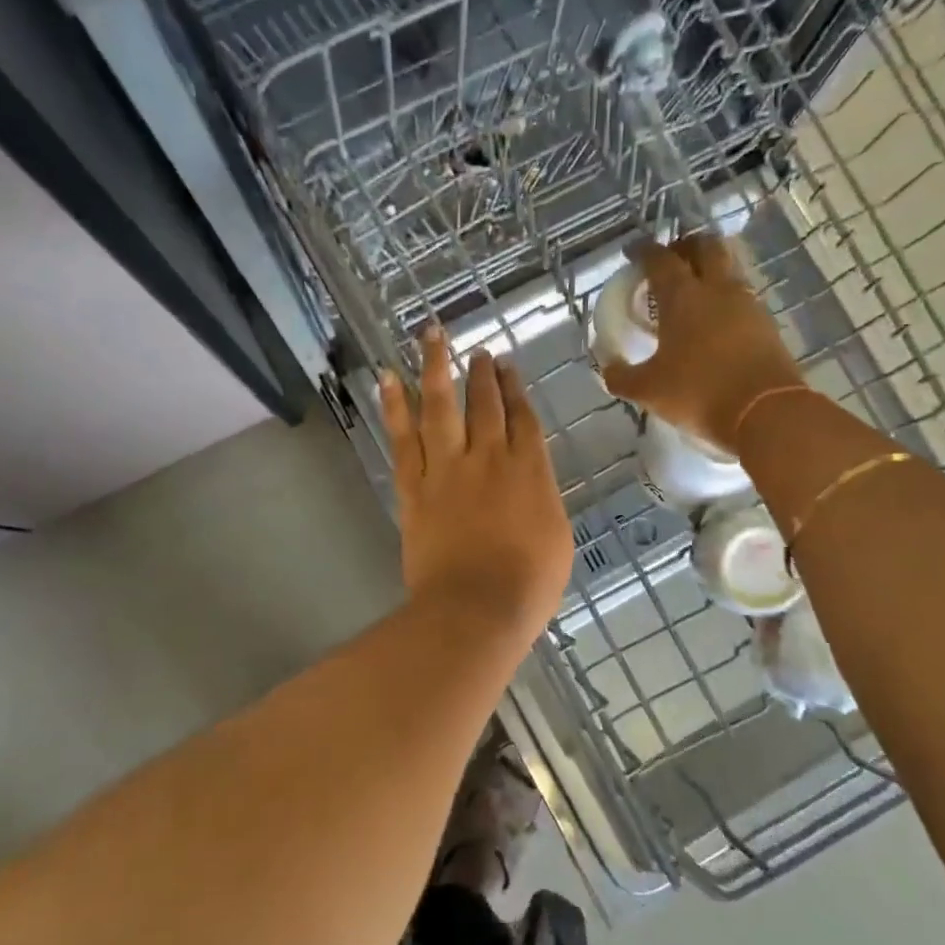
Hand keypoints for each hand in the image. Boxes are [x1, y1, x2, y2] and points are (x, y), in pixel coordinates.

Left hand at [380, 329, 573, 638]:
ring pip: (439, 406)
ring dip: (435, 367)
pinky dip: (394, 406)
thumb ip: (542, 499)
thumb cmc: (528, 584)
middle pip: (484, 403)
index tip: (507, 367)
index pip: (522, 418)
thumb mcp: (556, 537)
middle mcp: (488, 457)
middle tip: (478, 351)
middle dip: (481, 373)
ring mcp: (447, 469)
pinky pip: (402, 438)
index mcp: (529, 470)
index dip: (515, 389)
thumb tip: (530, 484)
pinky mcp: (414, 487)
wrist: (476, 608)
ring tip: (431, 336)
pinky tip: (387, 379)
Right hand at [601, 232, 805, 454]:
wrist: (764, 412)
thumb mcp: (648, 390)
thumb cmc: (698, 393)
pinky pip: (742, 297)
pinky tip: (715, 321)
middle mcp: (717, 289)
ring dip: (710, 270)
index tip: (632, 251)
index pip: (660, 259)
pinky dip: (725, 299)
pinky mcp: (767, 324)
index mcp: (683, 296)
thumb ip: (621, 376)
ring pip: (728, 269)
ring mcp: (748, 304)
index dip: (643, 250)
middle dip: (685, 246)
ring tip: (693, 291)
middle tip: (670, 260)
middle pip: (705, 246)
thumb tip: (608, 368)